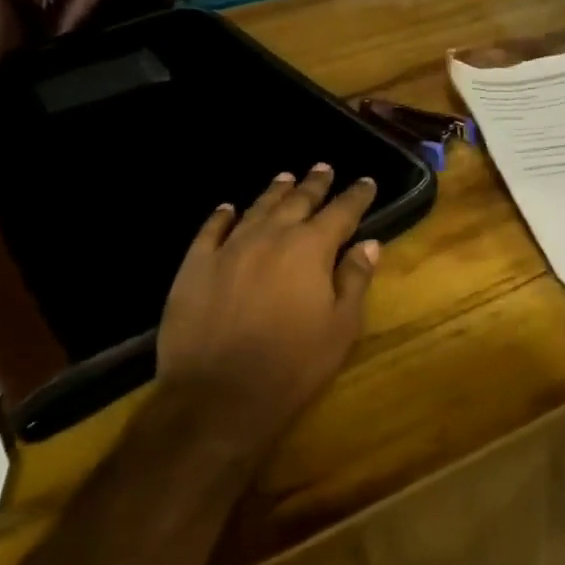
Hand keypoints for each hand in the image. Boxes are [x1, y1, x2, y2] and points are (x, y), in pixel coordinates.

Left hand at [153, 164, 381, 450]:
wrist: (218, 396)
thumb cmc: (293, 365)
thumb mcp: (341, 327)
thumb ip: (355, 279)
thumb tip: (369, 243)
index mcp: (311, 248)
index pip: (341, 212)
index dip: (356, 196)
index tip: (366, 182)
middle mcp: (271, 236)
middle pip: (298, 201)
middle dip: (314, 184)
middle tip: (324, 167)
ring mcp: (229, 248)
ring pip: (257, 209)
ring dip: (275, 192)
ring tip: (285, 178)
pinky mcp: (195, 266)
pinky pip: (210, 230)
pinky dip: (222, 216)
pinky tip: (227, 208)